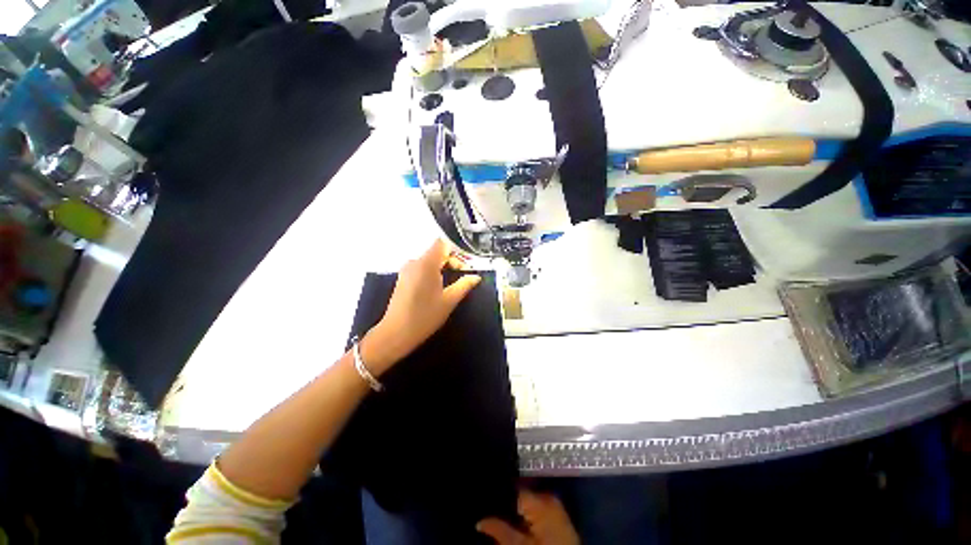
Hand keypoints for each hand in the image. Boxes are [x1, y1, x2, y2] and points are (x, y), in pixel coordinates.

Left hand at [361, 239, 480, 374]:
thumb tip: (476, 277)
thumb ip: (464, 285)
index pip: (442, 243)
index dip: (456, 251)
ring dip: (443, 268)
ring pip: (429, 261)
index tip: (465, 266)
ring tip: (453, 284)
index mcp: (426, 264)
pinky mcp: (403, 278)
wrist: (396, 333)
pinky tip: (438, 288)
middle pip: (437, 252)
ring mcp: (407, 270)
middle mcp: (414, 262)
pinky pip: (421, 268)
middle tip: (463, 276)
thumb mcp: (449, 301)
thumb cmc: (425, 316)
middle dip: (452, 261)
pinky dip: (432, 273)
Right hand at [477, 491, 579, 544]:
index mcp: (540, 499)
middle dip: (504, 502)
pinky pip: (536, 509)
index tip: (482, 498)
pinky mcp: (558, 518)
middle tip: (487, 511)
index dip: (497, 492)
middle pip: (519, 493)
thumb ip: (499, 530)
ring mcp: (555, 507)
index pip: (512, 486)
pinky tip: (515, 523)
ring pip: (527, 502)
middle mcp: (548, 497)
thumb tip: (478, 521)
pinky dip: (525, 515)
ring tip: (497, 516)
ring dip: (514, 509)